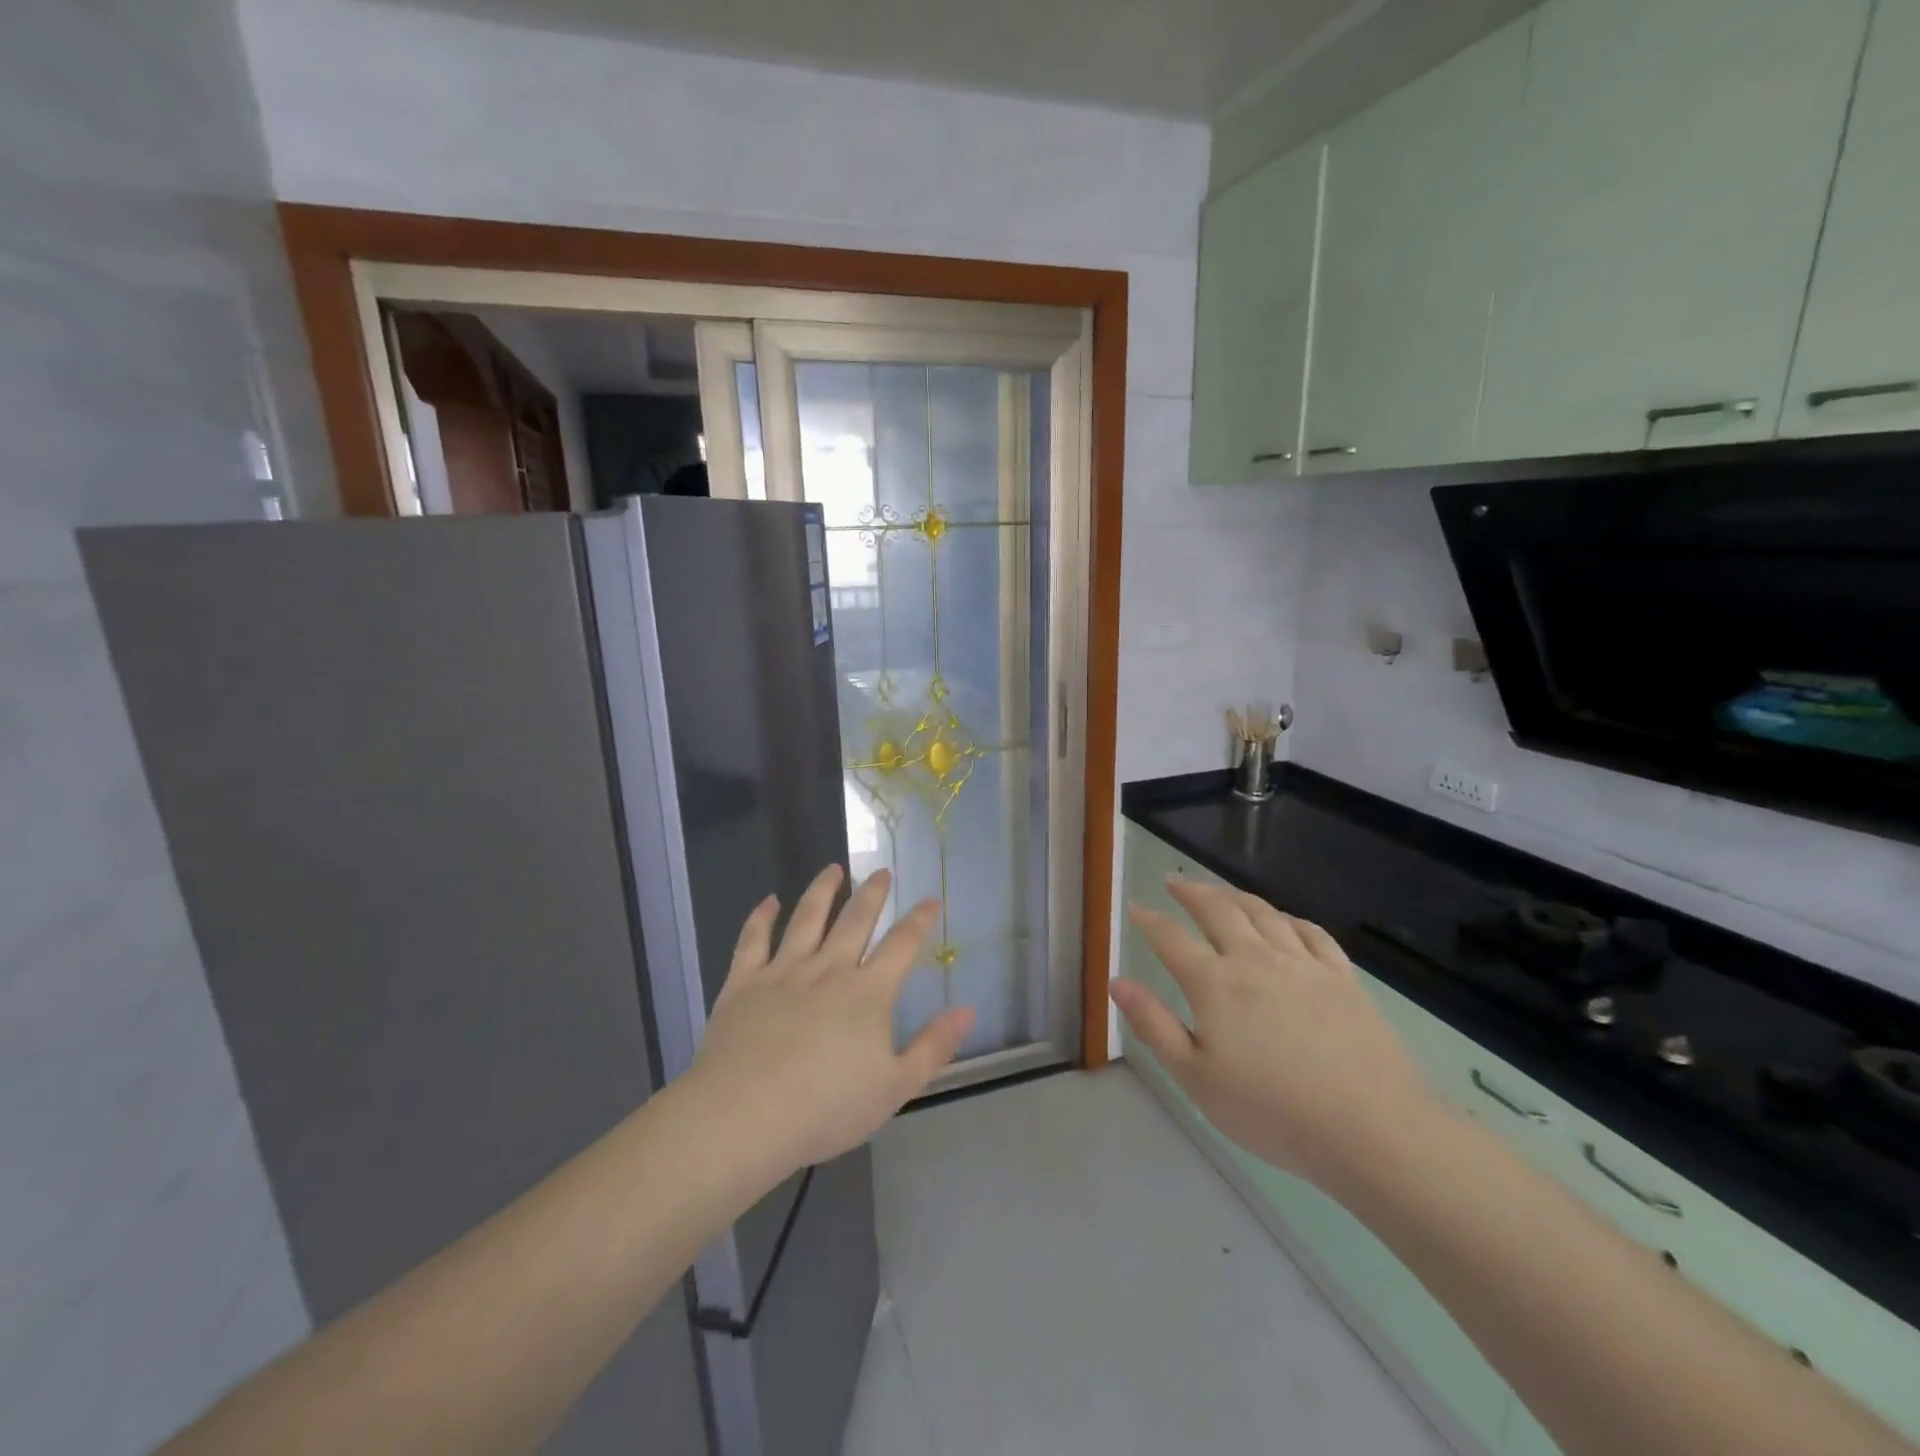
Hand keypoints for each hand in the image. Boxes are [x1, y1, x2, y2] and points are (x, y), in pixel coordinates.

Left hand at [688, 865, 974, 1172]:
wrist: (744, 1116)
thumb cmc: (826, 1108)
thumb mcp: (895, 1087)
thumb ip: (934, 1046)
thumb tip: (968, 1009)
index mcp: (868, 992)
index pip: (902, 944)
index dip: (920, 920)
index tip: (930, 900)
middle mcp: (828, 969)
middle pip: (855, 920)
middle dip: (872, 893)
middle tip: (881, 872)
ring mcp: (783, 971)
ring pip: (807, 918)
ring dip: (823, 890)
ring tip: (833, 870)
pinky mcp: (744, 982)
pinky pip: (753, 939)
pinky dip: (762, 917)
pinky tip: (770, 901)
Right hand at [1113, 878, 1441, 1198]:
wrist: (1372, 1129)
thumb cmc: (1272, 1111)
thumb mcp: (1195, 1078)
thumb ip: (1154, 1025)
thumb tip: (1117, 981)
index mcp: (1215, 983)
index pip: (1171, 938)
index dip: (1149, 920)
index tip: (1136, 908)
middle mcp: (1255, 959)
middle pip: (1217, 910)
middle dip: (1191, 891)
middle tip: (1174, 880)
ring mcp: (1302, 964)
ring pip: (1262, 912)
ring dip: (1234, 895)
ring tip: (1219, 890)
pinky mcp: (1342, 977)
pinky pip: (1310, 932)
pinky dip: (1288, 918)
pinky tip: (1283, 920)